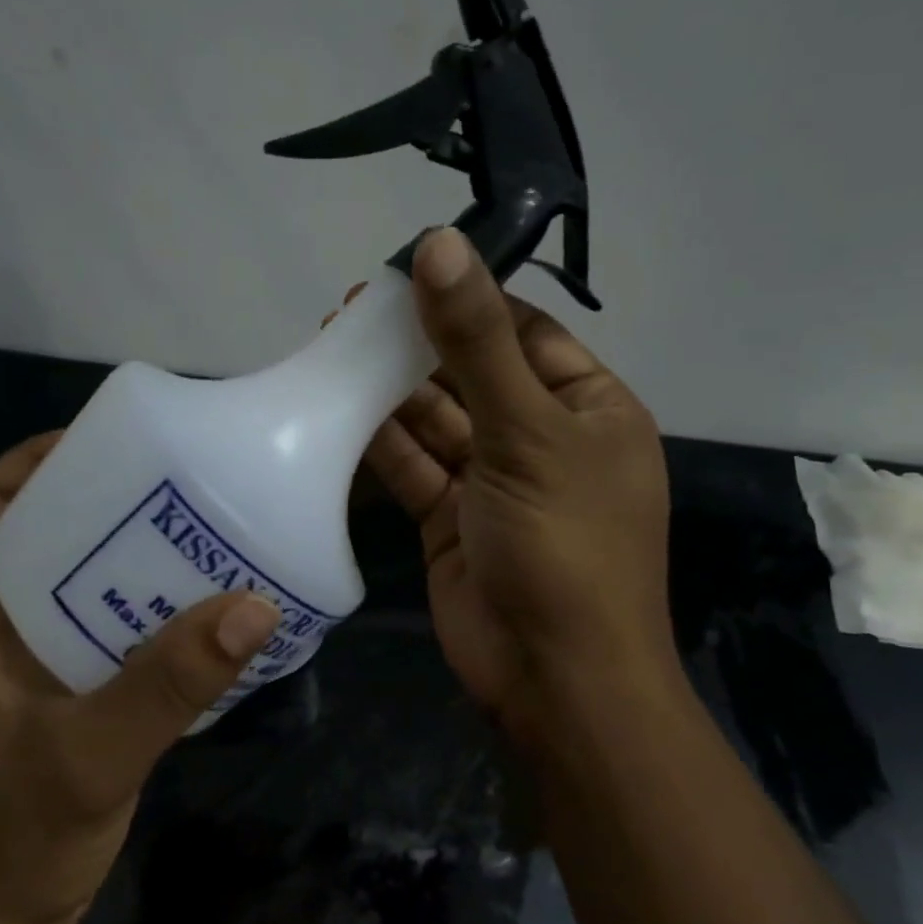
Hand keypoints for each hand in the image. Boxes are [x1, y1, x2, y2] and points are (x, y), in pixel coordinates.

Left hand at [0, 433, 280, 923]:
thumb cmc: (12, 840)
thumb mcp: (90, 756)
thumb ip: (166, 684)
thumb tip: (252, 605)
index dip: (34, 461)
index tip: (107, 441)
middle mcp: (3, 626)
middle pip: (45, 531)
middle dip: (102, 496)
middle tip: (179, 479)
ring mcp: (39, 663)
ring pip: (83, 579)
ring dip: (134, 552)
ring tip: (202, 529)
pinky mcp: (74, 694)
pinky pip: (113, 627)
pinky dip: (152, 607)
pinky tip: (205, 611)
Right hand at [359, 228, 677, 750]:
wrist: (552, 679)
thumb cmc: (563, 545)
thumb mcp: (526, 432)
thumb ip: (477, 341)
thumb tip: (439, 243)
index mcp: (589, 409)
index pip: (525, 332)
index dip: (468, 299)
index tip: (405, 270)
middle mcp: (543, 439)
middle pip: (473, 373)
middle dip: (417, 343)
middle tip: (352, 309)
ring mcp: (494, 483)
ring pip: (437, 421)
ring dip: (390, 389)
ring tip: (333, 346)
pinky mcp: (451, 521)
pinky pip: (414, 467)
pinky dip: (380, 441)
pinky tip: (336, 409)